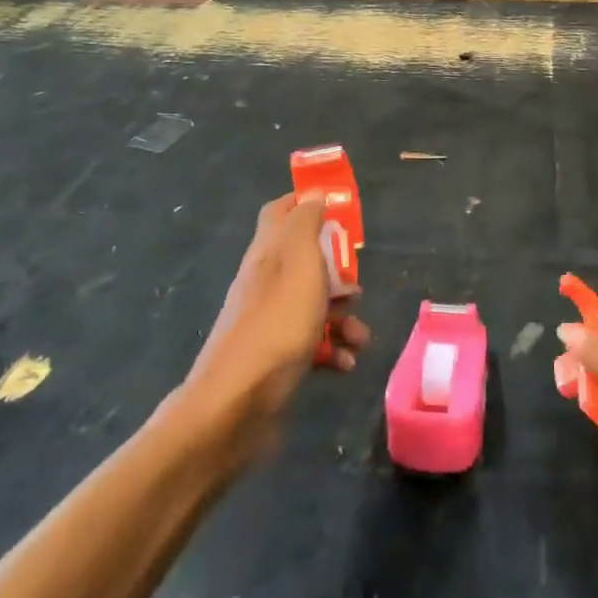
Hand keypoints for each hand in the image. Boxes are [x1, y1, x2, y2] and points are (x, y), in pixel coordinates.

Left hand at [185, 195, 369, 444]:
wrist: (237, 405)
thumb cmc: (276, 325)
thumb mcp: (299, 264)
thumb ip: (306, 224)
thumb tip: (313, 192)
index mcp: (267, 254)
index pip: (280, 212)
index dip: (306, 203)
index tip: (339, 209)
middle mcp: (265, 283)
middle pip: (305, 262)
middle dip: (338, 273)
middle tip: (356, 285)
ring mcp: (269, 323)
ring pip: (314, 306)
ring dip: (343, 318)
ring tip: (359, 336)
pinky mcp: (276, 359)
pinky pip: (312, 345)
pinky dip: (333, 350)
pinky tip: (345, 363)